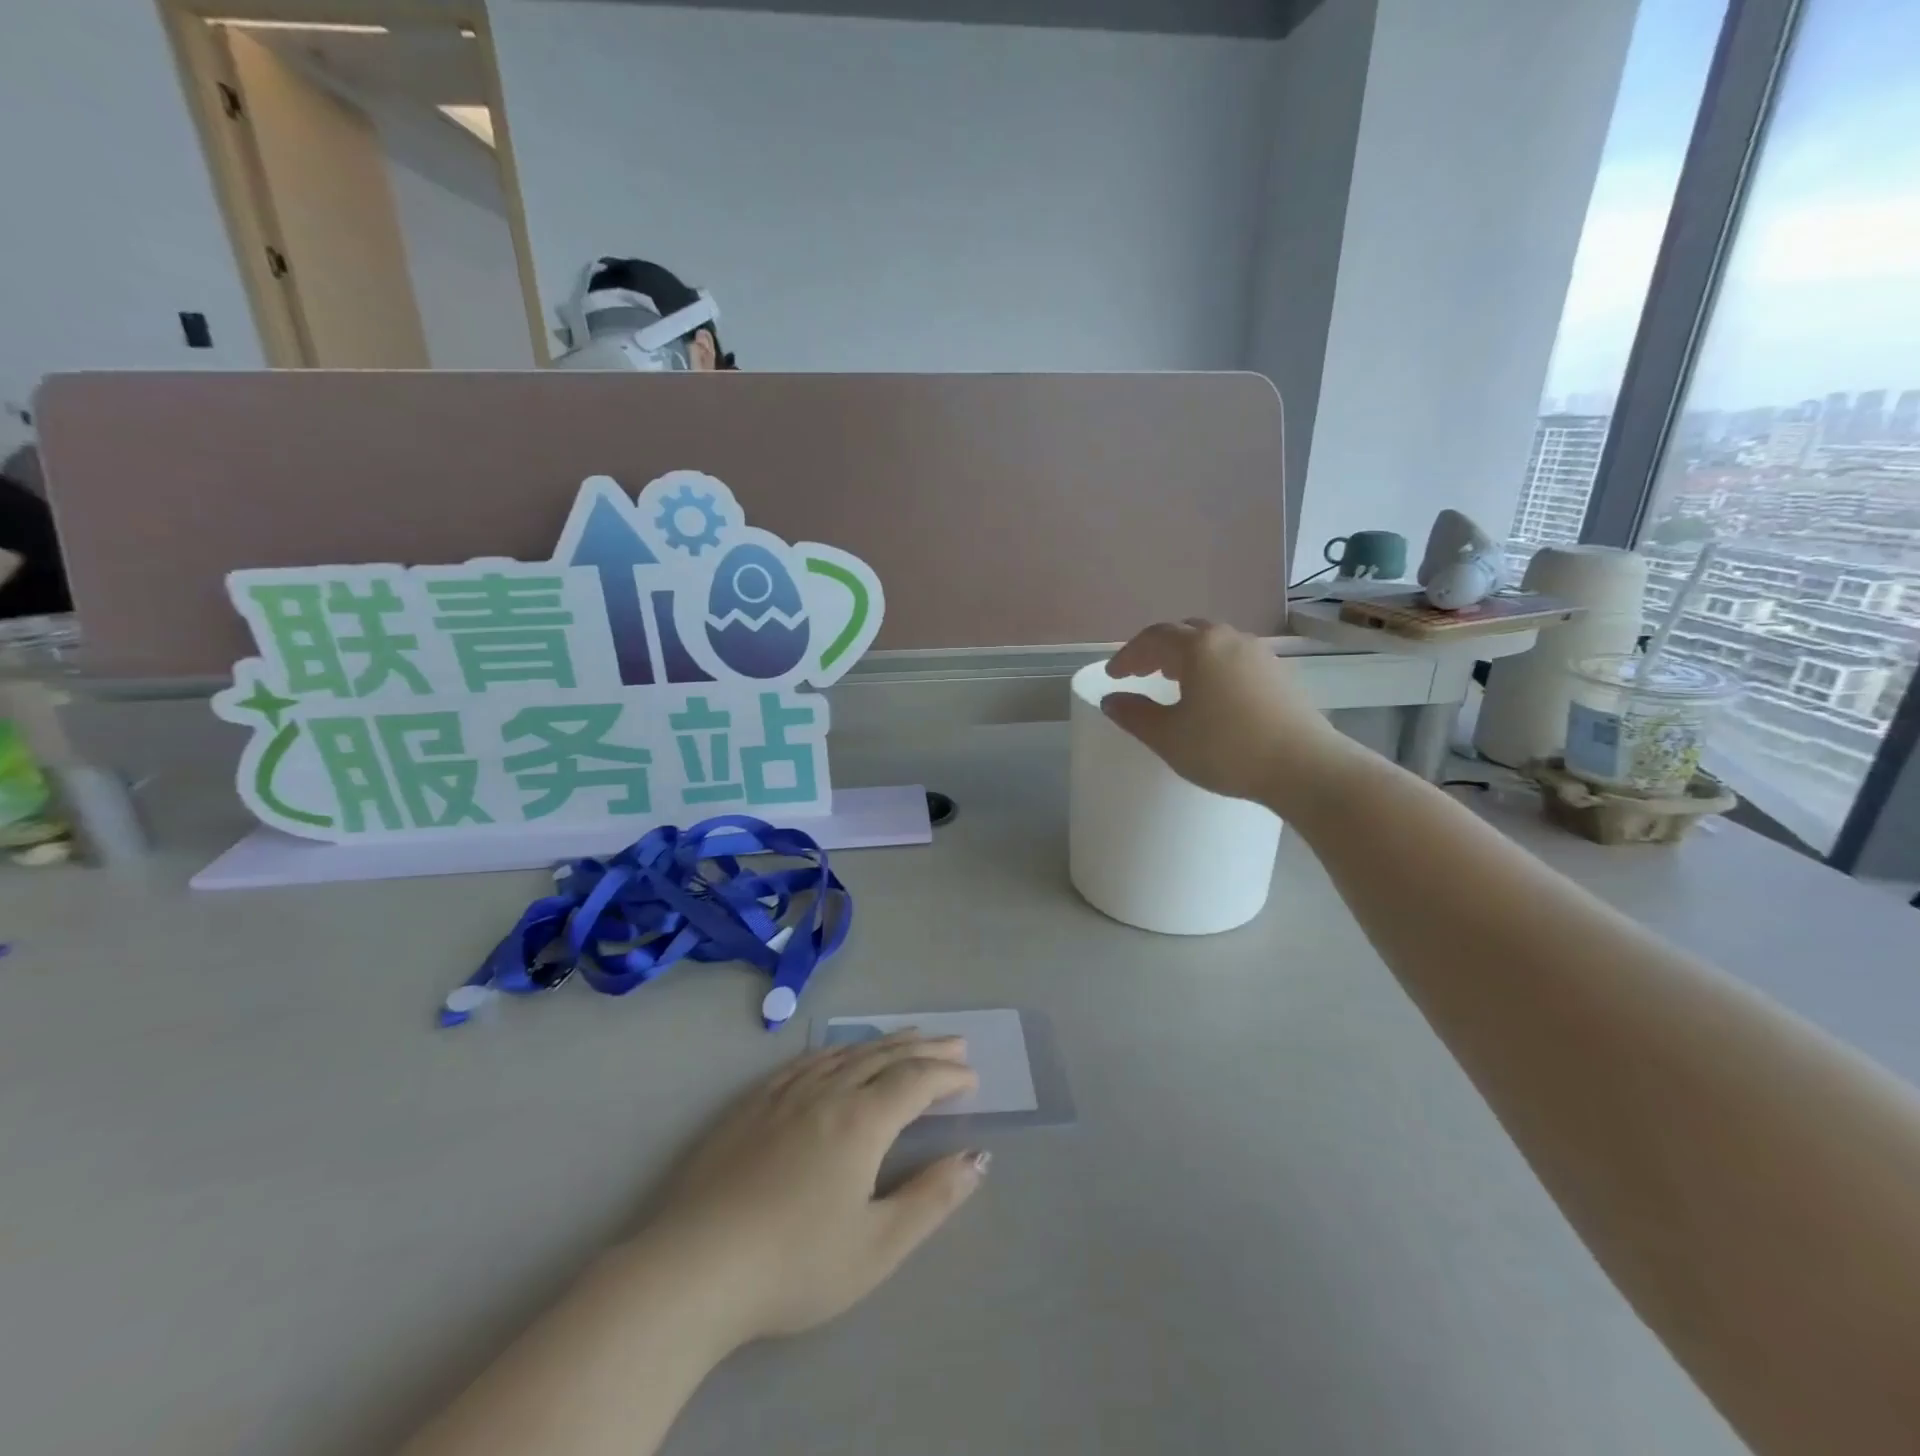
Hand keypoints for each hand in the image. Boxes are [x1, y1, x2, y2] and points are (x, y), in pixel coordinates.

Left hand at [634, 1031, 988, 1350]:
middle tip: (955, 1041)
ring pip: (846, 1052)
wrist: (693, 1268)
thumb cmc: (794, 1265)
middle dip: (925, 1047)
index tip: (972, 1078)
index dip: (948, 1075)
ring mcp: (785, 1093)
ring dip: (884, 1042)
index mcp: (861, 1120)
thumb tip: (977, 1159)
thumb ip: (932, 1198)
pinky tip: (837, 1054)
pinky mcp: (751, 1104)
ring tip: (908, 1036)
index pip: (916, 1081)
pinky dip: (836, 1051)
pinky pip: (805, 1061)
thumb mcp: (877, 1246)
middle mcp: (827, 1092)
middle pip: (885, 1056)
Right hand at [1101, 619, 1351, 812]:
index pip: (1153, 639)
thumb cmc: (1226, 749)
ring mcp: (1260, 654)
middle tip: (1141, 673)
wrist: (1305, 766)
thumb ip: (1134, 714)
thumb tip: (1112, 699)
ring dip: (1187, 656)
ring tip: (1174, 681)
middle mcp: (1229, 639)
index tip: (1113, 676)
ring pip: (1214, 643)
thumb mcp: (1168, 737)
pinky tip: (1213, 695)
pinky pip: (1235, 658)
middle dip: (1158, 650)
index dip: (1128, 655)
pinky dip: (1213, 667)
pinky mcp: (1280, 673)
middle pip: (1185, 632)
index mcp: (1198, 647)